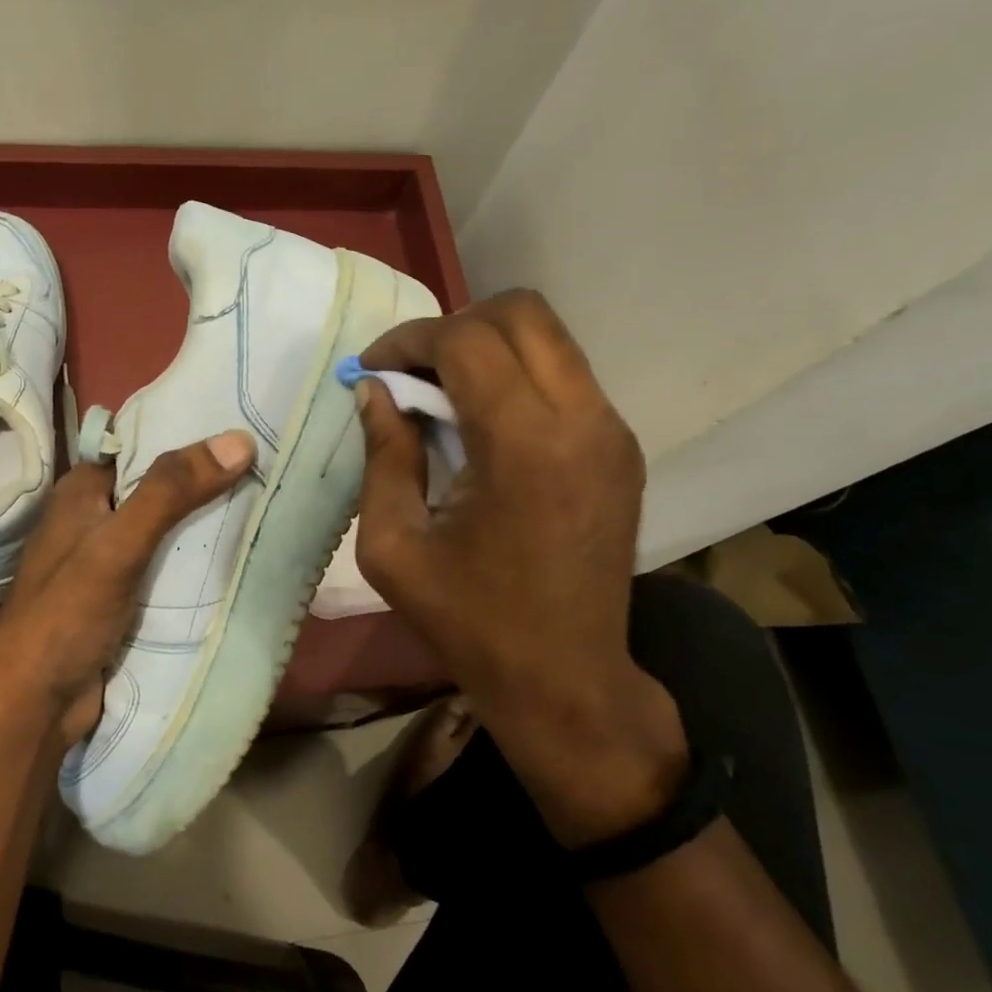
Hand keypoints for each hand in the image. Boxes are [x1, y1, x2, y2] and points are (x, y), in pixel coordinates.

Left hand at [0, 430, 256, 746]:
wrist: (34, 706)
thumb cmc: (66, 614)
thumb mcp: (119, 543)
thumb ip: (171, 492)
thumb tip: (238, 440)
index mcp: (81, 492)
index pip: (139, 447)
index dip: (186, 436)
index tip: (242, 430)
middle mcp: (93, 520)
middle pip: (158, 490)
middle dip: (205, 484)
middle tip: (265, 470)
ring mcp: (108, 563)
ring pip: (167, 532)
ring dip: (205, 527)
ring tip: (265, 506)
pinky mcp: (123, 599)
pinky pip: (167, 569)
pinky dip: (195, 565)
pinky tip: (237, 558)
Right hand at [353, 290, 687, 845]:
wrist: (565, 679)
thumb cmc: (469, 621)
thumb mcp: (393, 545)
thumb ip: (383, 455)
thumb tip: (375, 391)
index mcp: (525, 445)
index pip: (467, 341)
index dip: (409, 340)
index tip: (371, 367)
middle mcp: (582, 420)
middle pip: (521, 313)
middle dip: (453, 325)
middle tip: (410, 371)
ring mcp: (612, 430)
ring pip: (548, 337)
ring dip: (486, 346)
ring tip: (441, 392)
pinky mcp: (621, 447)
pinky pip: (564, 374)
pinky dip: (516, 373)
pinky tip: (482, 421)